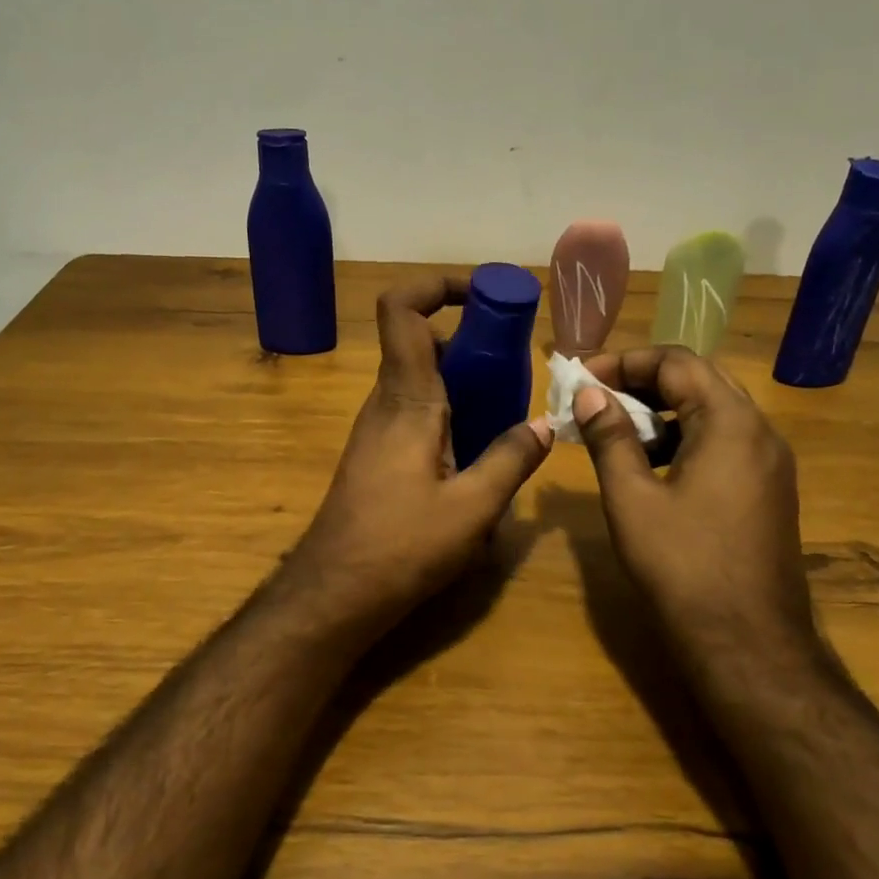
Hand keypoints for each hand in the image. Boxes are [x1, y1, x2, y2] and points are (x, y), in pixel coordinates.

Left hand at [281, 276, 552, 629]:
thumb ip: (511, 460)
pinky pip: (416, 409)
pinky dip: (450, 408)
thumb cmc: (401, 545)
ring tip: (508, 405)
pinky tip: (478, 448)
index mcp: (407, 398)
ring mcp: (377, 427)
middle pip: (421, 340)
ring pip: (421, 377)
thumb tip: (544, 425)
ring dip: (463, 377)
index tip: (485, 295)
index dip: (438, 286)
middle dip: (471, 338)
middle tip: (517, 361)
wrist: (335, 592)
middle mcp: (386, 401)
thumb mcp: (472, 508)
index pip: (403, 310)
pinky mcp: (377, 453)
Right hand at [573, 347, 814, 646]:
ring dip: (662, 410)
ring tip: (616, 431)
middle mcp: (760, 432)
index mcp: (730, 423)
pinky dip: (684, 439)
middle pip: (699, 381)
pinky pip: (724, 443)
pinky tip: (651, 467)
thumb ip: (610, 437)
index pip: (677, 362)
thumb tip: (589, 393)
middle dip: (643, 381)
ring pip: (712, 412)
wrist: (749, 644)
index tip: (583, 378)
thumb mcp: (632, 498)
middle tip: (596, 397)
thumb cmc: (683, 566)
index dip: (625, 361)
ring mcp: (770, 463)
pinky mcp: (768, 491)